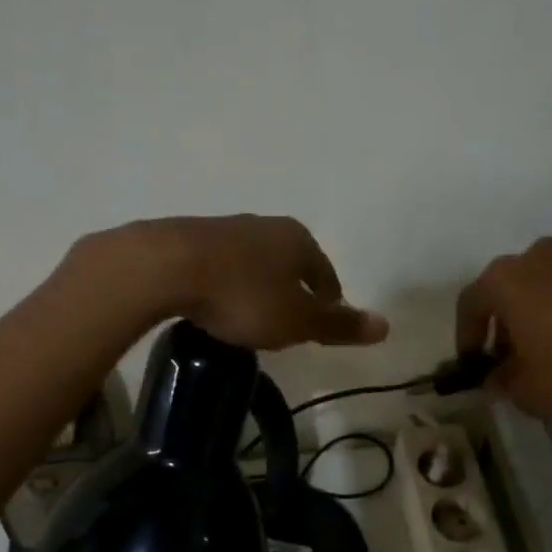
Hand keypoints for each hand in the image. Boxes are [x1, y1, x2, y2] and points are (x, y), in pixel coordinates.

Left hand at [90, 215, 388, 351]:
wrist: (165, 267)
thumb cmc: (242, 296)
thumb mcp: (296, 320)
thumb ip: (338, 325)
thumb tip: (386, 325)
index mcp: (298, 240)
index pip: (325, 272)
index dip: (328, 299)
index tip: (323, 320)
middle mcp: (265, 226)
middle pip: (290, 262)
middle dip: (292, 288)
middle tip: (288, 319)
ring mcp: (225, 228)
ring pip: (254, 260)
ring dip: (257, 283)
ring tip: (251, 313)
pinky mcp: (189, 238)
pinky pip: (221, 264)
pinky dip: (226, 282)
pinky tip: (215, 301)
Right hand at [455, 237, 551, 426]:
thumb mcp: (529, 392)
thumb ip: (503, 382)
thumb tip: (496, 379)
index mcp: (507, 280)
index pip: (470, 303)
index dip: (466, 335)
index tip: (474, 362)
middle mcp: (542, 257)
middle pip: (512, 288)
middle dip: (508, 323)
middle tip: (514, 358)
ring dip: (546, 314)